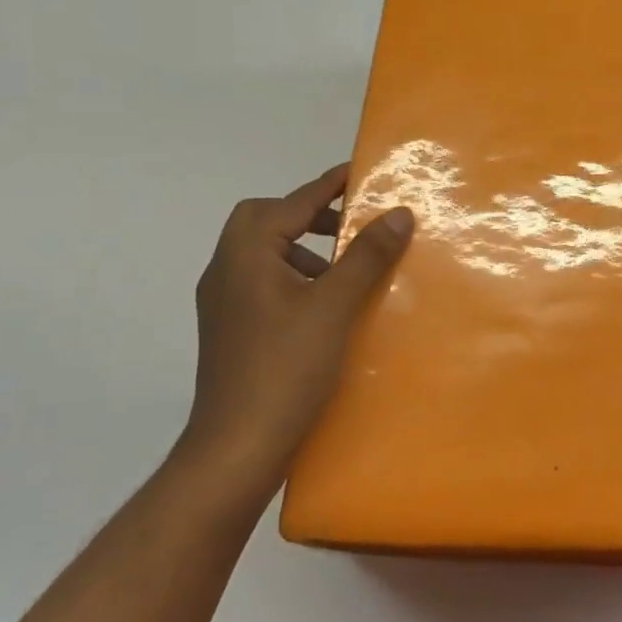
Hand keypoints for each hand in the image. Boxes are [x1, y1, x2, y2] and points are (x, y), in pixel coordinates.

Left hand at [179, 164, 412, 486]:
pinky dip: (295, 278)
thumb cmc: (285, 367)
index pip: (292, 203)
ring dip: (303, 248)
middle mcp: (226, 270)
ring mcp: (224, 304)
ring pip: (264, 254)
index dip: (328, 185)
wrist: (235, 449)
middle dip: (309, 215)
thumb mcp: (334, 306)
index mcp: (245, 254)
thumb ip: (366, 256)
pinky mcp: (231, 331)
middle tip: (350, 226)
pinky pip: (265, 283)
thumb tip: (397, 212)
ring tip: (345, 267)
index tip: (361, 172)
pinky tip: (326, 306)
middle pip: (265, 221)